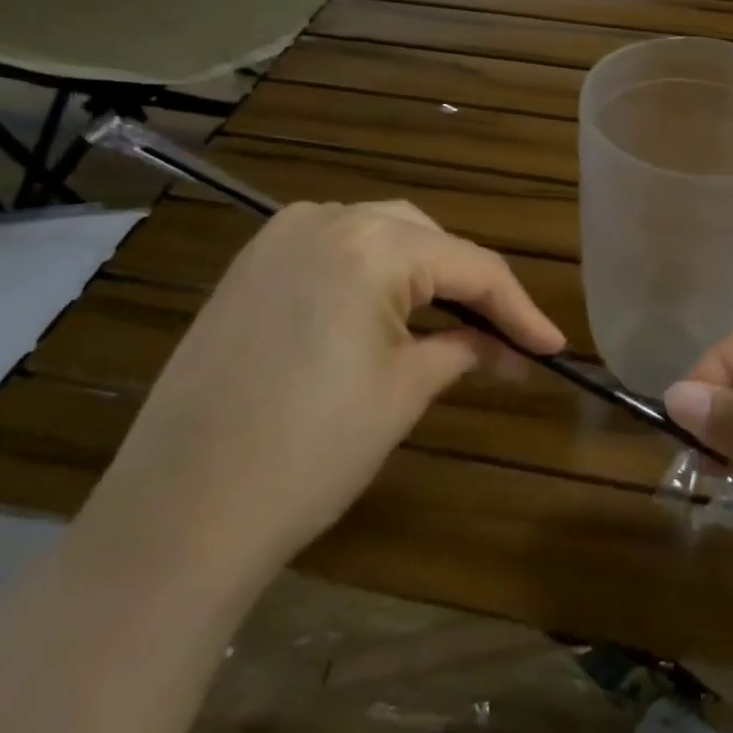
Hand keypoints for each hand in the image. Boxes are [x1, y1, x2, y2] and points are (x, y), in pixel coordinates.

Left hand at [90, 200, 563, 589]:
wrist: (178, 513)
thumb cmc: (309, 453)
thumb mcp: (404, 392)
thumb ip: (463, 349)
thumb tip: (506, 348)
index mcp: (370, 244)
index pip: (470, 265)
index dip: (519, 308)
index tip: (553, 347)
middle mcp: (324, 219)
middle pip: (425, 238)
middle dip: (469, 283)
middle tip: (503, 337)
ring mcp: (278, 238)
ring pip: (379, 235)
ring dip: (423, 273)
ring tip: (453, 323)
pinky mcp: (250, 267)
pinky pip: (333, 250)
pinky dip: (372, 274)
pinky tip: (388, 313)